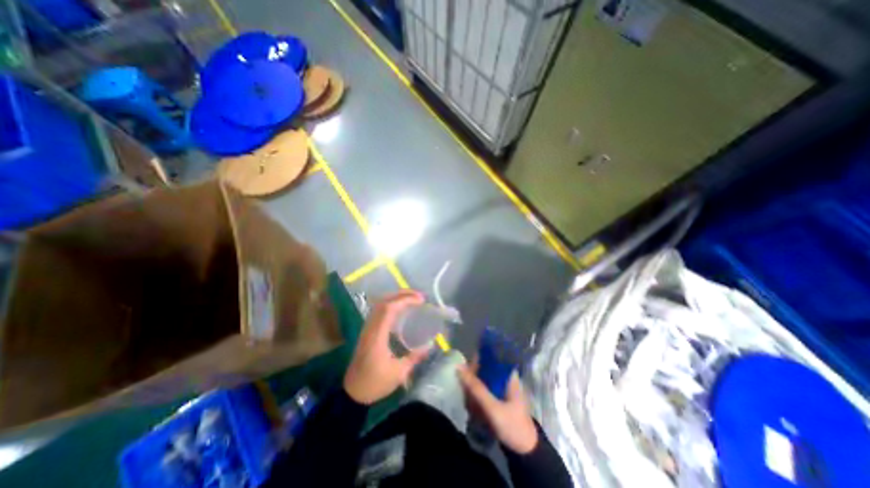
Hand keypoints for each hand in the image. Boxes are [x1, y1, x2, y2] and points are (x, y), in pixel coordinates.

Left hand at [345, 290, 427, 404]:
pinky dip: (391, 305)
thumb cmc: (375, 383)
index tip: (421, 300)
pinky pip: (379, 311)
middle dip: (402, 294)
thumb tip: (430, 345)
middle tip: (419, 296)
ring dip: (396, 298)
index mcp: (377, 336)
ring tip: (412, 299)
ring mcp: (367, 329)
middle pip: (384, 302)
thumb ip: (415, 357)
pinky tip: (401, 310)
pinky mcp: (367, 331)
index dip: (405, 300)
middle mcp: (371, 328)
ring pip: (380, 304)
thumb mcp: (399, 373)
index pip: (389, 308)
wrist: (353, 392)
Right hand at [458, 365, 540, 455]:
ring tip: (472, 405)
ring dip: (473, 391)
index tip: (467, 371)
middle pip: (483, 369)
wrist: (524, 451)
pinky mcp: (496, 397)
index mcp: (508, 374)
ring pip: (480, 380)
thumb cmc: (512, 425)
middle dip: (473, 380)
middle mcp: (504, 377)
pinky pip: (481, 390)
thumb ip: (476, 388)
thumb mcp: (493, 407)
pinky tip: (474, 409)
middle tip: (468, 394)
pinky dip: (476, 397)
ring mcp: (500, 387)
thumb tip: (459, 367)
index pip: (490, 356)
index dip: (477, 360)